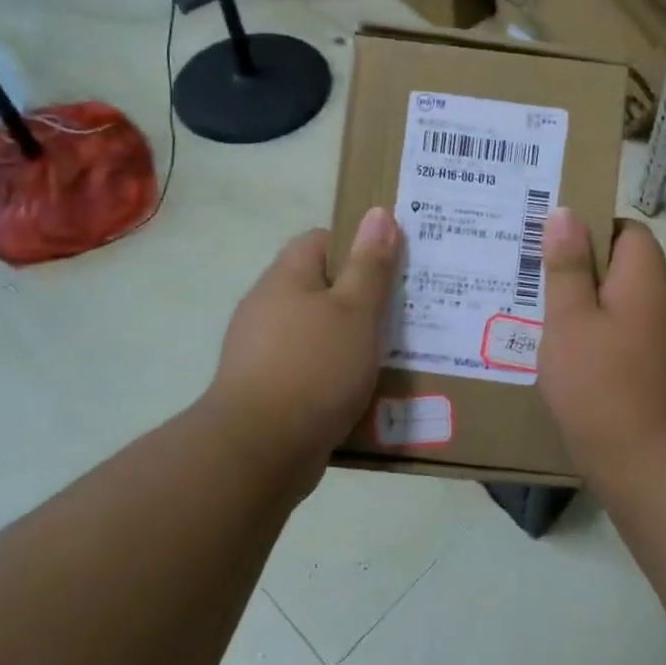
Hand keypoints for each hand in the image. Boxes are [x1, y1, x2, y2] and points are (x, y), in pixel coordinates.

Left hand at [205, 208, 401, 474]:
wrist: (259, 451)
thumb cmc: (314, 368)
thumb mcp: (355, 311)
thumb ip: (370, 264)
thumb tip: (378, 213)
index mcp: (286, 278)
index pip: (322, 241)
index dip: (359, 247)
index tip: (394, 266)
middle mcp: (268, 308)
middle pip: (322, 288)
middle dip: (362, 298)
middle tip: (406, 310)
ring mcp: (264, 351)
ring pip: (319, 332)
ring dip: (352, 340)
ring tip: (396, 352)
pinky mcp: (269, 390)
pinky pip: (312, 369)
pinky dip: (337, 375)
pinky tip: (365, 390)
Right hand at [538, 210, 665, 479]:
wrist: (649, 464)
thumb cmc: (600, 383)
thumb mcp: (569, 319)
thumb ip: (567, 265)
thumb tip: (566, 212)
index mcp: (647, 279)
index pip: (628, 230)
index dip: (591, 229)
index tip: (552, 245)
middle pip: (625, 266)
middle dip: (582, 269)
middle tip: (535, 280)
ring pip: (624, 303)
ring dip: (589, 306)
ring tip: (543, 317)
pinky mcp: (662, 369)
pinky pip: (628, 334)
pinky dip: (601, 335)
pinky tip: (569, 356)